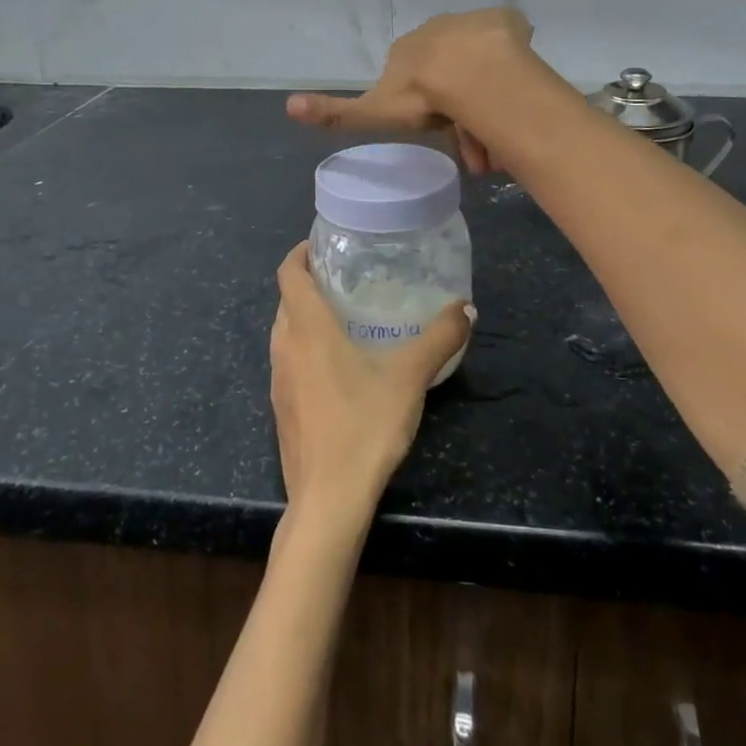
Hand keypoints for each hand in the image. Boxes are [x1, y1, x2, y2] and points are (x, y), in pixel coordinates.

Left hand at [269, 242, 472, 519]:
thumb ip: (439, 338)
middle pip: (286, 300)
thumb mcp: (409, 377)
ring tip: (343, 316)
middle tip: (345, 277)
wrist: (327, 502)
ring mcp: (278, 380)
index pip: (288, 273)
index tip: (322, 243)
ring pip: (285, 332)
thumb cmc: (364, 426)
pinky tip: (338, 366)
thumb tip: (466, 307)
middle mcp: (284, 347)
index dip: (300, 252)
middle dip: (308, 283)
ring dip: (304, 317)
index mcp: (307, 328)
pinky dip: (305, 348)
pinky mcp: (281, 409)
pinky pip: (288, 361)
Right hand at [286, 8, 533, 173]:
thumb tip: (288, 105)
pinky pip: (509, 43)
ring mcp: (472, 24)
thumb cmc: (421, 95)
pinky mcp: (504, 22)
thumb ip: (335, 113)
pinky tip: (518, 92)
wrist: (470, 72)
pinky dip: (513, 65)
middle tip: (480, 152)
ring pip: (483, 66)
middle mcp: (437, 31)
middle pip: (452, 76)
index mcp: (408, 50)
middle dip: (464, 112)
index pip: (417, 83)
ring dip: (491, 97)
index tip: (449, 143)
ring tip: (504, 137)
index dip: (431, 113)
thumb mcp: (374, 112)